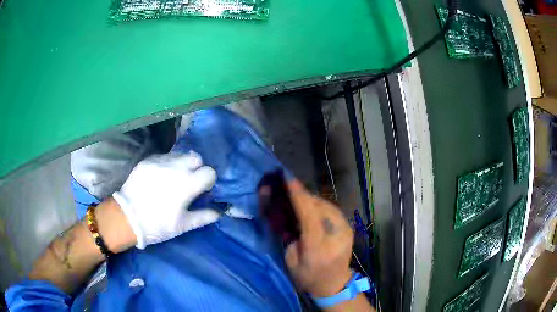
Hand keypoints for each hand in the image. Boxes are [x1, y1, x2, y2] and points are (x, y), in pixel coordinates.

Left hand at [113, 151, 217, 248]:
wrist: (127, 218)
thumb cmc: (157, 225)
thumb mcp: (182, 225)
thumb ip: (203, 217)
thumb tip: (218, 213)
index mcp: (187, 184)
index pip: (209, 171)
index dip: (208, 180)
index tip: (203, 189)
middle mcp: (175, 167)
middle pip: (196, 157)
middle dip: (197, 168)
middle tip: (190, 181)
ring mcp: (160, 162)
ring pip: (180, 155)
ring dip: (182, 164)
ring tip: (175, 177)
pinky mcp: (148, 161)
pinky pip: (164, 157)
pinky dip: (168, 164)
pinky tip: (161, 176)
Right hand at [285, 181, 353, 296]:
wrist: (335, 284)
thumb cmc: (309, 277)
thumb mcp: (291, 261)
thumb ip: (289, 236)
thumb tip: (287, 213)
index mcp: (318, 247)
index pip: (309, 216)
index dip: (298, 196)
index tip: (288, 178)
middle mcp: (336, 235)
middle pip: (318, 207)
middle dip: (302, 194)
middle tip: (288, 185)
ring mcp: (345, 229)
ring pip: (326, 205)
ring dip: (310, 199)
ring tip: (297, 196)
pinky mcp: (348, 227)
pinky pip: (331, 210)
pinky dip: (318, 205)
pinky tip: (310, 206)